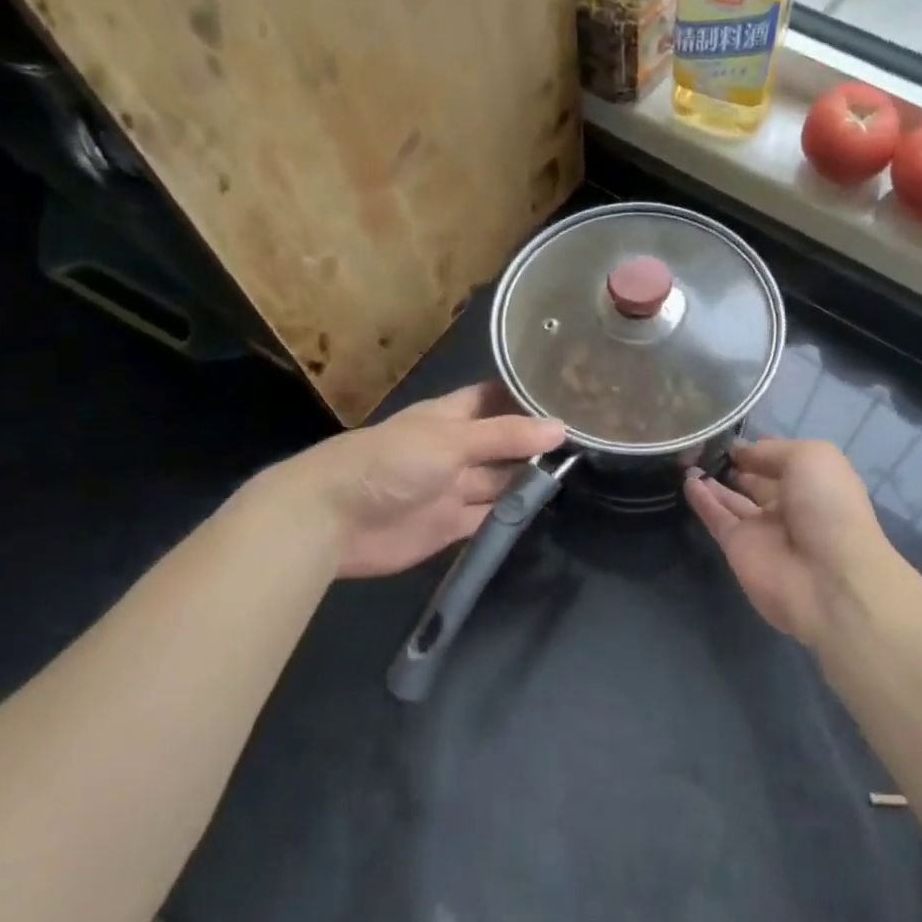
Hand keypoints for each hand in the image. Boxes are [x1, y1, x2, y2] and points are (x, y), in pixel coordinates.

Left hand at [246, 384, 564, 579]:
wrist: (331, 519)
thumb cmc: (390, 461)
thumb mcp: (451, 440)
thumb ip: (505, 436)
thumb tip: (560, 428)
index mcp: (450, 417)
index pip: (494, 399)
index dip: (526, 398)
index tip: (571, 396)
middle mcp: (455, 448)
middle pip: (503, 442)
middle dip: (536, 442)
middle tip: (590, 441)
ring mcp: (453, 488)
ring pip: (500, 480)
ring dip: (529, 479)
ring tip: (581, 473)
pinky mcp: (450, 526)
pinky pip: (489, 516)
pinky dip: (512, 514)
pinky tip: (544, 509)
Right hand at [684, 438, 885, 647]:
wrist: (828, 581)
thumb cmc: (828, 507)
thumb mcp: (808, 458)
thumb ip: (770, 452)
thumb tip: (740, 452)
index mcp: (814, 481)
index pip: (782, 459)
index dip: (760, 447)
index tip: (734, 434)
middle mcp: (789, 504)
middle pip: (756, 480)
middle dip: (736, 463)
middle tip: (704, 444)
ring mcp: (762, 528)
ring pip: (733, 499)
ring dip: (713, 480)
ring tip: (689, 457)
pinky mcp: (738, 548)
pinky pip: (716, 518)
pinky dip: (702, 499)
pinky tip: (687, 479)